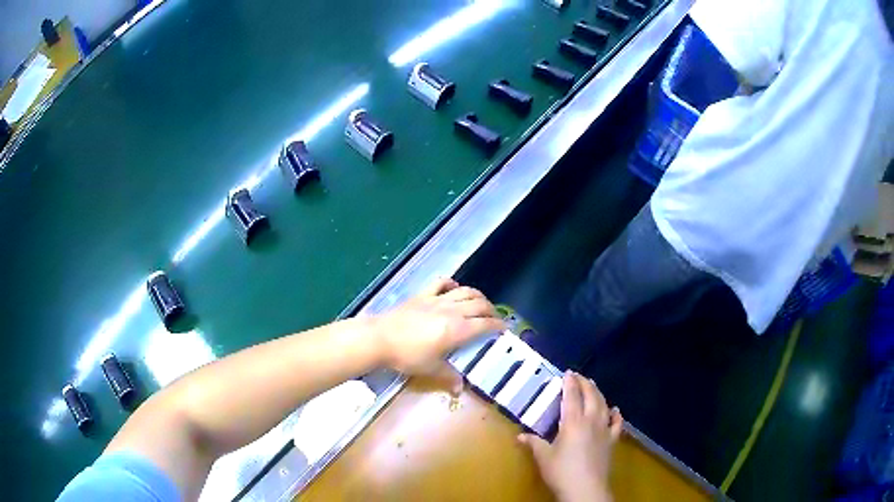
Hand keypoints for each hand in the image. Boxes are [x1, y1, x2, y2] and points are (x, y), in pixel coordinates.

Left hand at [372, 278, 505, 389]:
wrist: (379, 338)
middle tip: (495, 318)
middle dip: (491, 310)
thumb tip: (460, 389)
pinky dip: (451, 283)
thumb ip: (448, 377)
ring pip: (464, 291)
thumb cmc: (407, 355)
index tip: (504, 328)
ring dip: (477, 295)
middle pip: (479, 304)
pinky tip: (454, 288)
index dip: (497, 325)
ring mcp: (436, 299)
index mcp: (458, 329)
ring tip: (481, 303)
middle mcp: (452, 310)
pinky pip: (441, 283)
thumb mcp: (430, 369)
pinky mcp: (422, 295)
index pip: (485, 324)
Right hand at [518, 372, 622, 501]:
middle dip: (585, 384)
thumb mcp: (543, 457)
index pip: (572, 396)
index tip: (568, 372)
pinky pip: (616, 423)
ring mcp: (604, 430)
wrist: (586, 489)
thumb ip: (534, 443)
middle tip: (580, 376)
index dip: (570, 383)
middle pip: (591, 396)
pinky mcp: (612, 441)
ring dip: (599, 394)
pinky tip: (615, 410)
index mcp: (573, 422)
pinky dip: (616, 414)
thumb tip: (520, 435)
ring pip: (604, 405)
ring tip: (593, 387)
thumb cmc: (561, 472)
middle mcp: (591, 421)